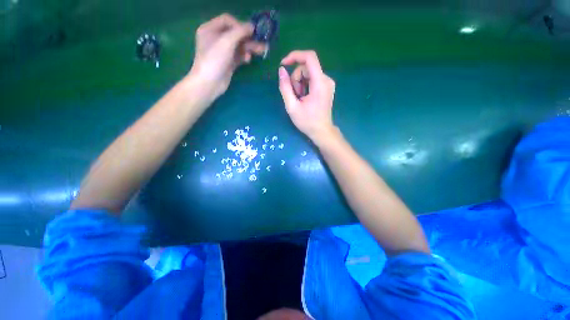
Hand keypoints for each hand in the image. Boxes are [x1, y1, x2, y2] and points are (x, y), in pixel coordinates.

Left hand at [189, 14, 265, 98]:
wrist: (209, 83)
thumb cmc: (214, 60)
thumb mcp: (227, 42)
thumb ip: (240, 32)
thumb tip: (252, 26)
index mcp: (210, 29)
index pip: (227, 20)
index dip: (240, 25)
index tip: (250, 32)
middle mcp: (215, 38)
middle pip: (234, 34)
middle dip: (248, 38)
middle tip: (261, 41)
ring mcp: (222, 52)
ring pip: (238, 46)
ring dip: (249, 47)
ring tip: (261, 50)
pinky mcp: (228, 63)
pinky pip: (238, 56)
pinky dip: (244, 56)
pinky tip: (248, 59)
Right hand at [278, 50, 335, 142]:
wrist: (322, 131)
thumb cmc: (307, 122)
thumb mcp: (292, 107)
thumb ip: (285, 87)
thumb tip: (281, 70)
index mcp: (320, 83)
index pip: (309, 57)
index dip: (295, 56)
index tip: (283, 64)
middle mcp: (327, 79)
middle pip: (307, 67)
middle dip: (296, 78)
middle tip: (294, 95)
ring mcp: (328, 83)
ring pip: (309, 73)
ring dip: (300, 83)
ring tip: (299, 98)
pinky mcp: (327, 86)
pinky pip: (313, 78)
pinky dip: (305, 85)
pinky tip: (304, 97)